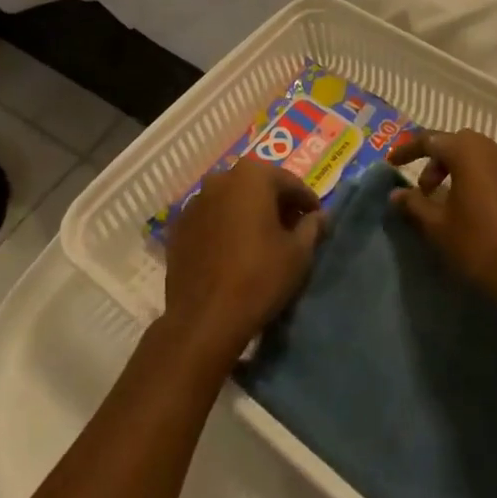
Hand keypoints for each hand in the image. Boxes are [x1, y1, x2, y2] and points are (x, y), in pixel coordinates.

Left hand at [163, 157, 323, 364]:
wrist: (203, 320)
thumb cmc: (259, 278)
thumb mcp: (299, 253)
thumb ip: (312, 227)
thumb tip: (319, 216)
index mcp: (252, 176)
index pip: (290, 183)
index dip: (307, 202)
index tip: (317, 220)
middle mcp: (220, 179)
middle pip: (258, 187)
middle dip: (277, 205)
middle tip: (292, 230)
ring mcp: (194, 203)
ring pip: (231, 201)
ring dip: (248, 214)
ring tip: (262, 242)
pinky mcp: (177, 228)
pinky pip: (211, 220)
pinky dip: (225, 228)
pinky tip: (233, 252)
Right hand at [388, 129, 496, 325]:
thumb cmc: (478, 247)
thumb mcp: (437, 227)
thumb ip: (414, 204)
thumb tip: (397, 193)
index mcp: (469, 152)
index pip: (430, 139)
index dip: (408, 151)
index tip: (391, 163)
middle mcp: (494, 149)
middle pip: (457, 144)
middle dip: (436, 161)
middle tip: (424, 189)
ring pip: (479, 157)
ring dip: (459, 170)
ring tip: (448, 201)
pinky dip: (480, 181)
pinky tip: (476, 210)